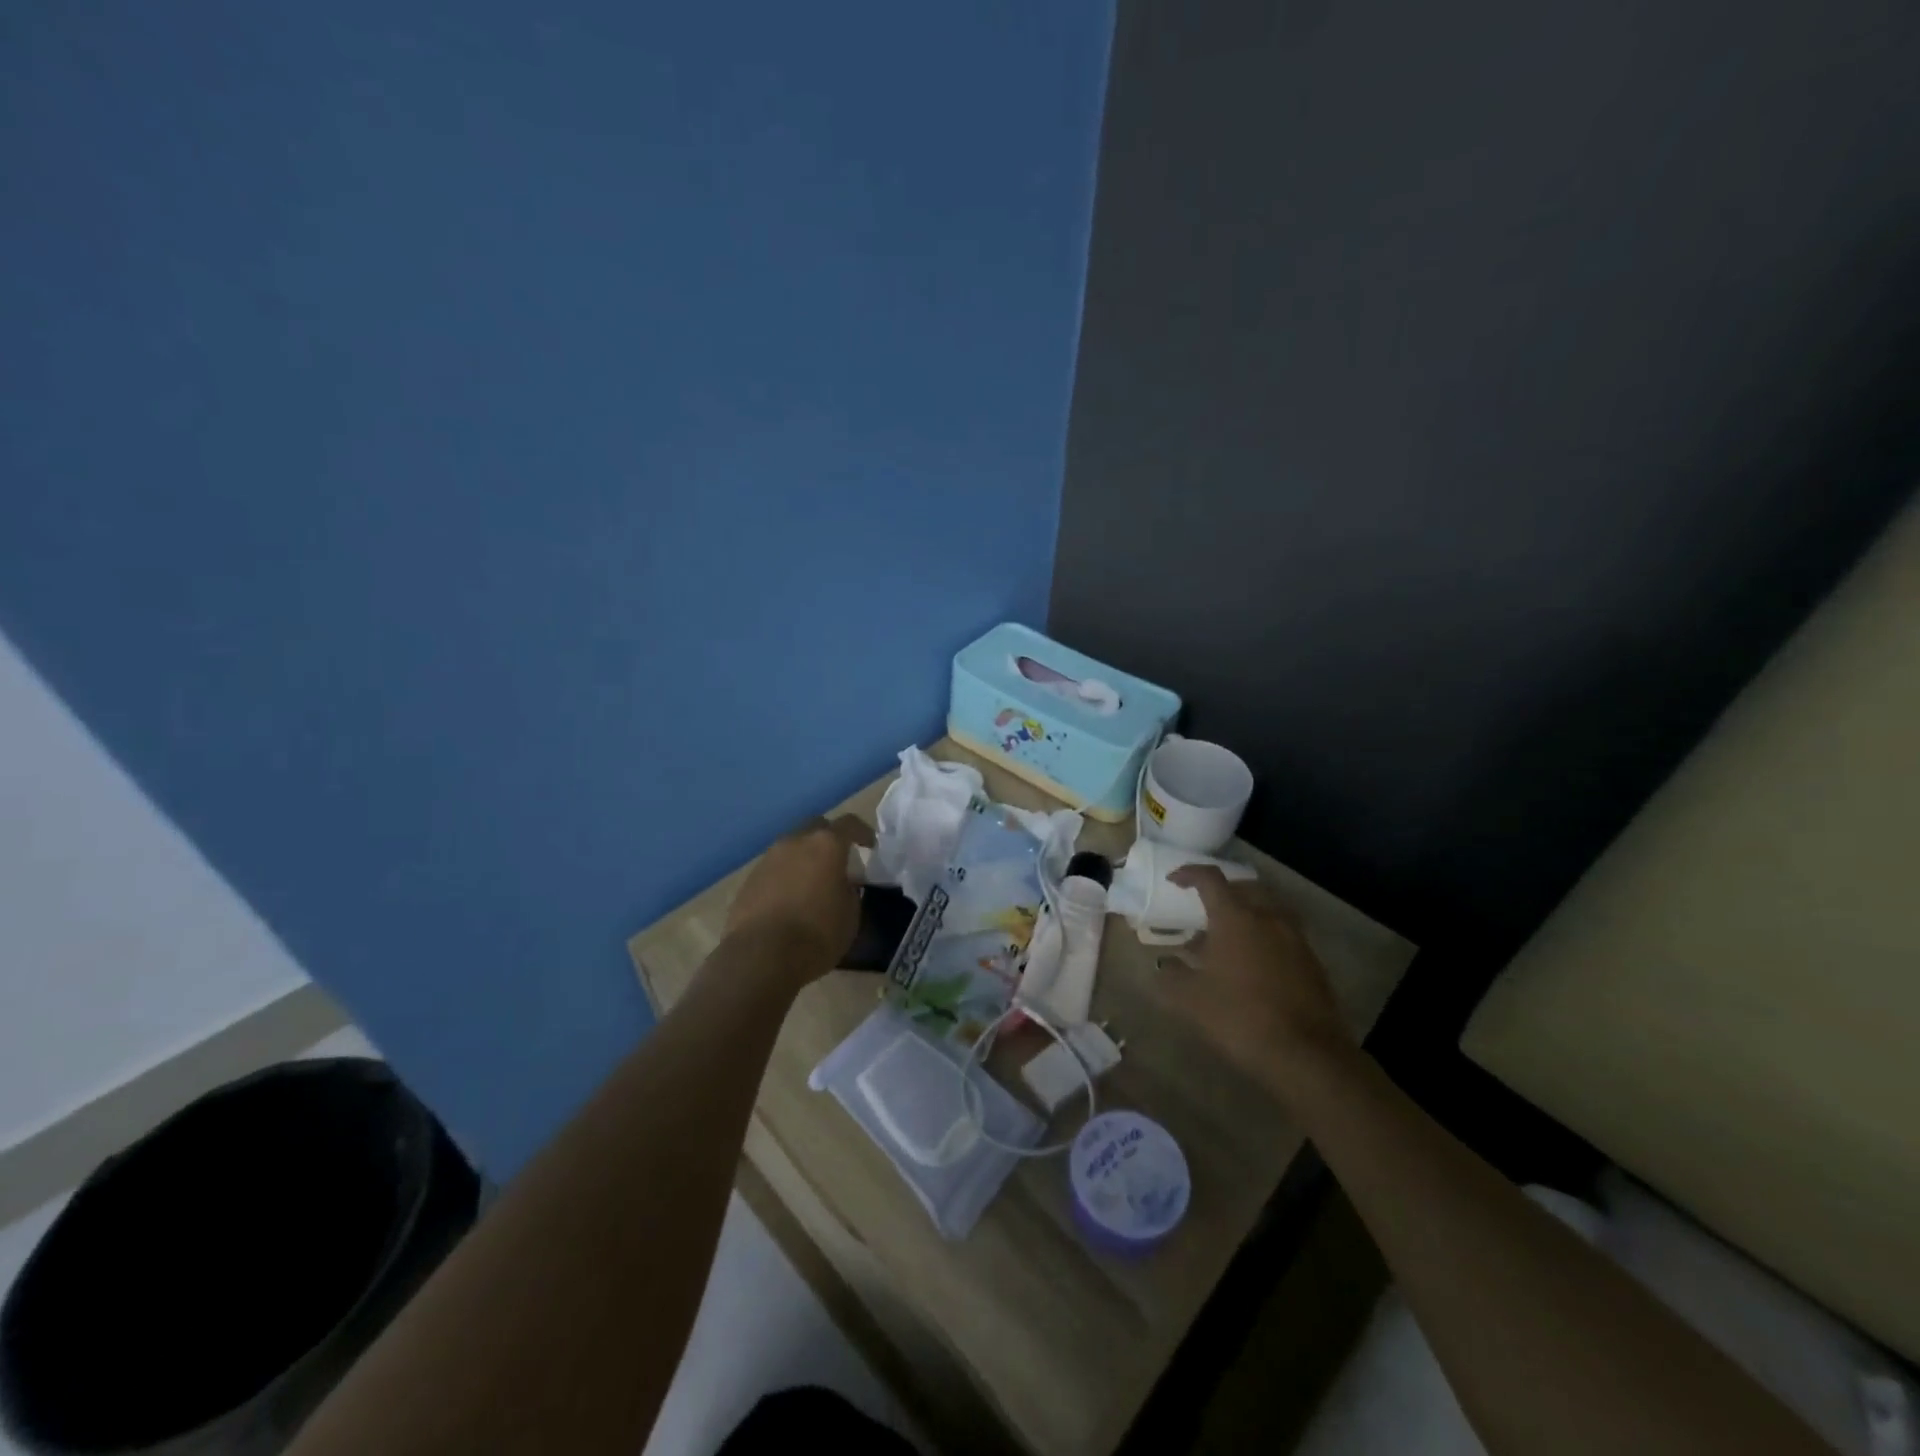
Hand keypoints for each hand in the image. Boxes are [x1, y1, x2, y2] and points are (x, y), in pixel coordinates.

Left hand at [724, 814, 874, 983]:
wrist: (760, 956)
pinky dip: (786, 877)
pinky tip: (790, 900)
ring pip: (792, 847)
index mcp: (826, 845)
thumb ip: (850, 891)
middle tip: (839, 861)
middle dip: (830, 839)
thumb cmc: (817, 934)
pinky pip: (775, 869)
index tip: (871, 846)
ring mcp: (768, 859)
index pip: (849, 824)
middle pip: (816, 828)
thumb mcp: (851, 915)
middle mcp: (795, 842)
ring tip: (813, 883)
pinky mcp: (749, 880)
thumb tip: (842, 885)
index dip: (863, 833)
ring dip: (805, 858)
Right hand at [1159, 865, 1354, 1099]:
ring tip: (1229, 936)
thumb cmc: (1240, 1017)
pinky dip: (1265, 936)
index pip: (1210, 879)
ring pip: (1268, 909)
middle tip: (1205, 908)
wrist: (1306, 1054)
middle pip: (1245, 888)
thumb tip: (1165, 966)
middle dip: (1223, 891)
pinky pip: (1284, 934)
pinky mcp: (1312, 962)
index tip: (1174, 880)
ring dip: (1247, 913)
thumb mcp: (1191, 1000)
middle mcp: (1267, 918)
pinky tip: (1253, 963)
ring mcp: (1295, 939)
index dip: (1189, 874)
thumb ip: (1172, 977)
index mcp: (1235, 918)